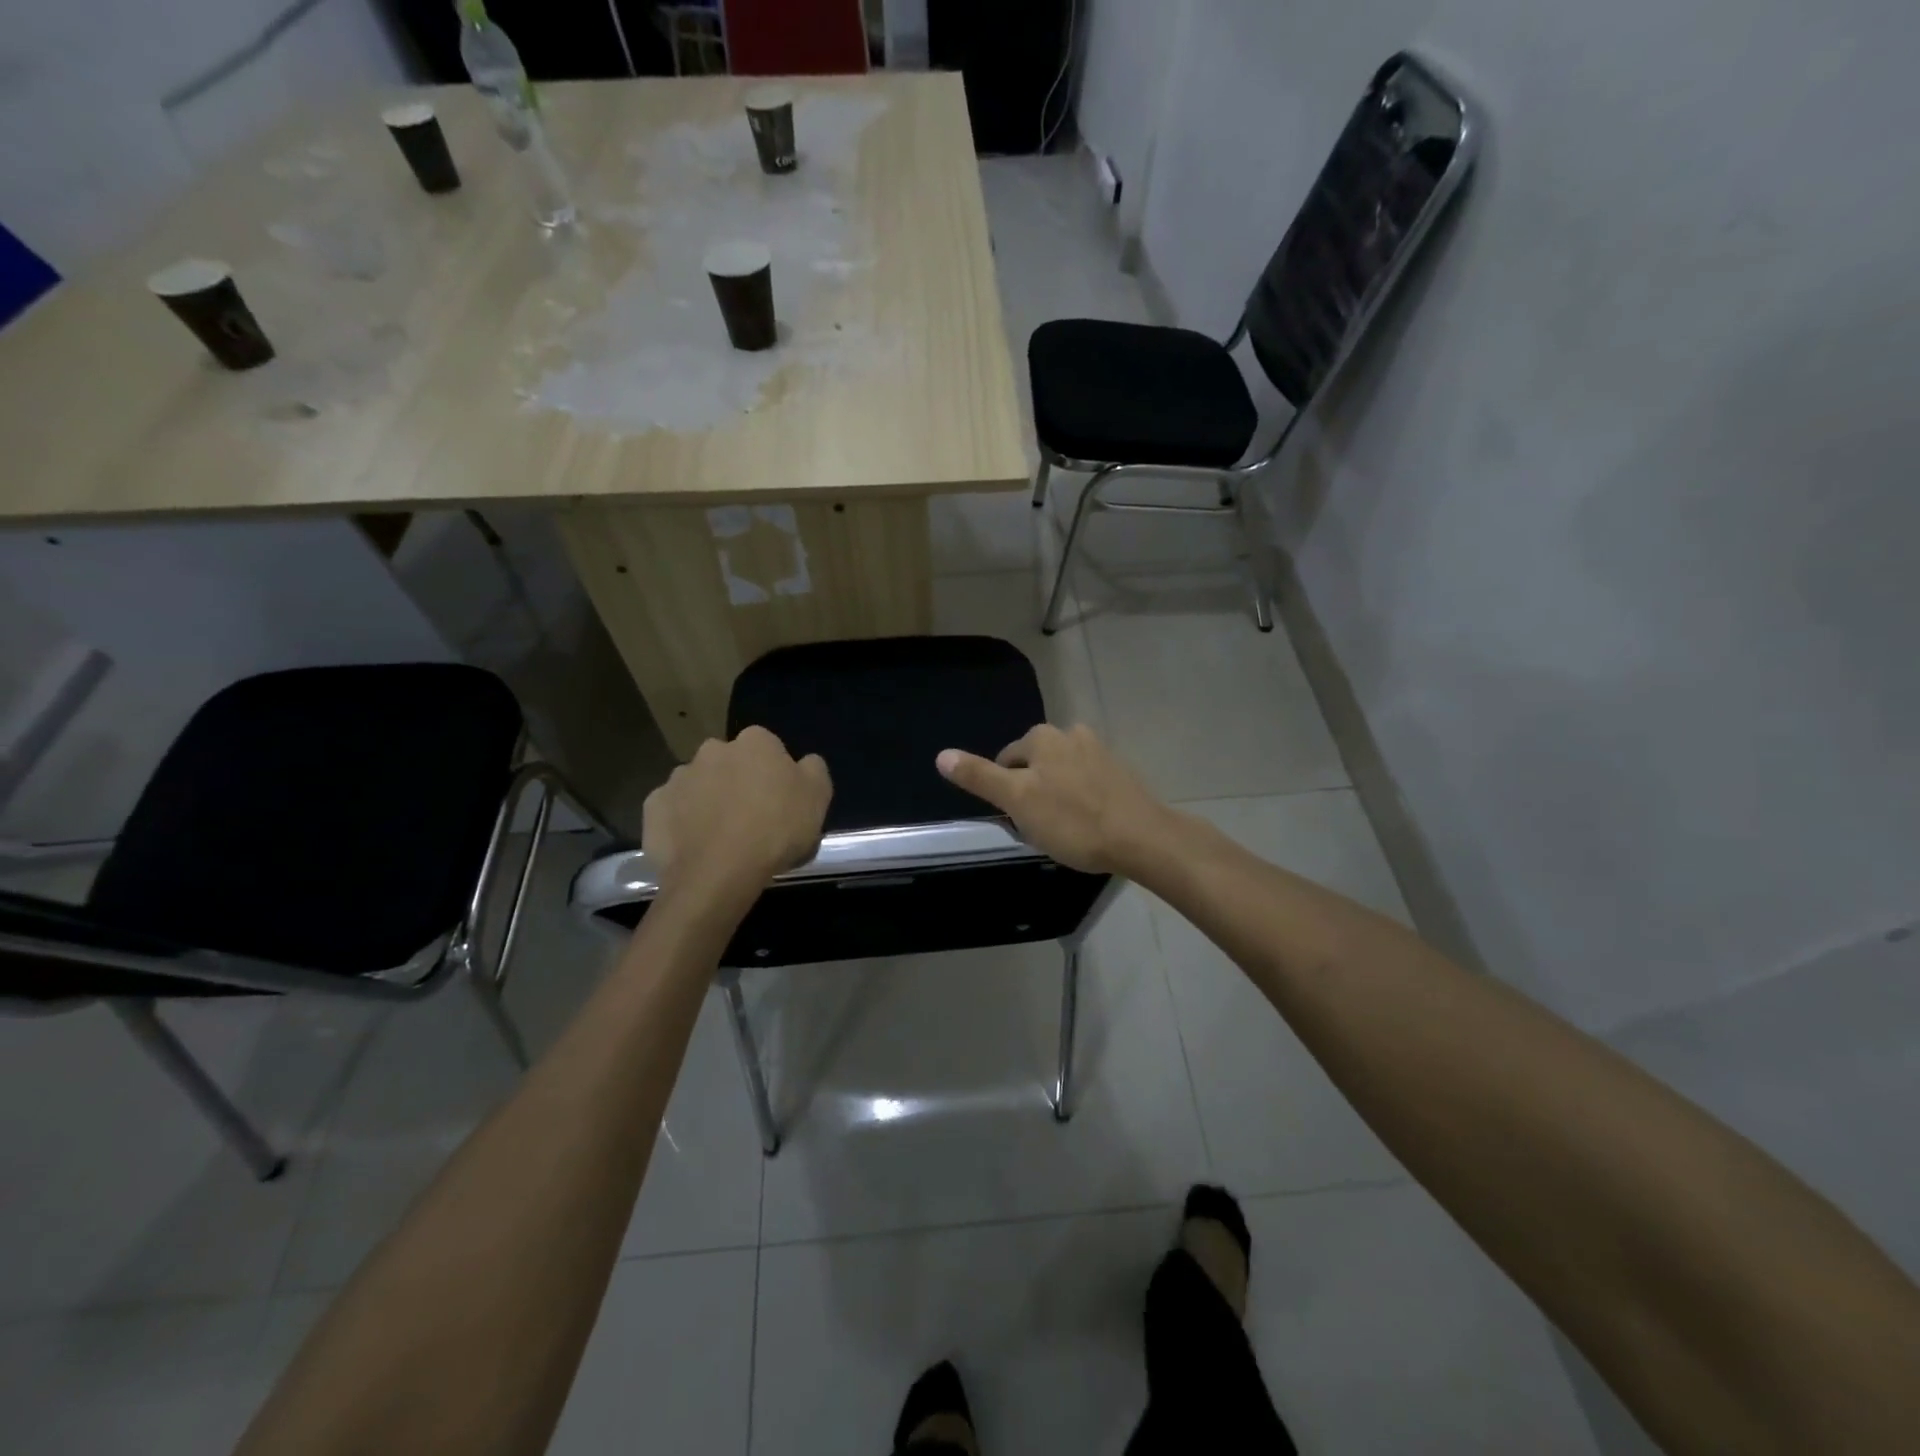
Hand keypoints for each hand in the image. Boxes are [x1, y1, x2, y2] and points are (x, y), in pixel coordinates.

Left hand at [644, 727, 831, 897]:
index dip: (774, 773)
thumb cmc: (776, 830)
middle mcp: (713, 749)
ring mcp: (678, 777)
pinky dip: (681, 822)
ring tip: (720, 836)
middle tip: (750, 817)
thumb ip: (813, 769)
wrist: (719, 873)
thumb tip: (804, 762)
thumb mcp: (819, 797)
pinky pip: (671, 810)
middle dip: (736, 781)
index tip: (779, 799)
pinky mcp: (653, 806)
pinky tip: (694, 846)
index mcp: (755, 742)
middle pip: (729, 762)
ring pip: (698, 784)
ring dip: (707, 800)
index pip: (767, 747)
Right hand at [935, 724, 1167, 874]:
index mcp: (1042, 737)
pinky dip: (1083, 799)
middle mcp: (1071, 733)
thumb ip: (980, 777)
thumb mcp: (1017, 801)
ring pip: (1062, 773)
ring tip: (1066, 828)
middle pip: (1035, 765)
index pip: (1006, 761)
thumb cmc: (1073, 821)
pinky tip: (1089, 824)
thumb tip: (941, 755)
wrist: (1142, 838)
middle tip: (1041, 826)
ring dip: (1058, 795)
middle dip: (1033, 791)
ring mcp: (1100, 751)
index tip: (1019, 820)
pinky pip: (1088, 783)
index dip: (1007, 793)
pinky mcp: (1121, 771)